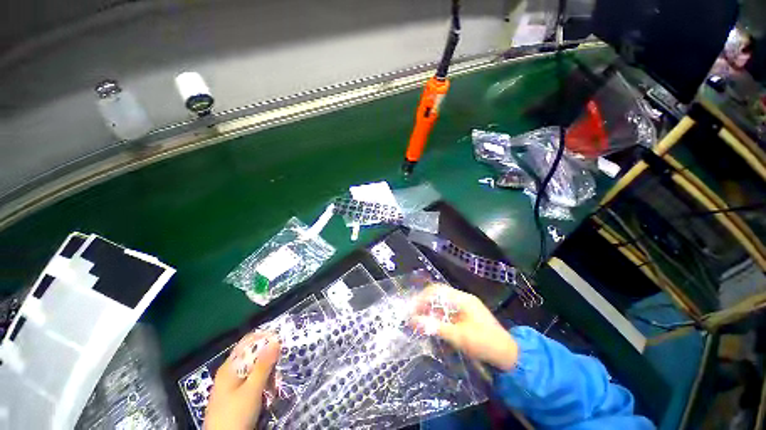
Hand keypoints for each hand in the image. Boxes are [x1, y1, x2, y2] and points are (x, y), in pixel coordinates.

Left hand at [204, 332, 280, 429]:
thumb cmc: (235, 415)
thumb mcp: (252, 390)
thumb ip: (263, 366)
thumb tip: (275, 341)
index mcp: (229, 367)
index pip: (247, 342)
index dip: (263, 337)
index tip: (280, 338)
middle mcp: (228, 373)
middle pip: (250, 356)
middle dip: (267, 354)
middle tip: (282, 356)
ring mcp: (230, 386)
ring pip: (252, 369)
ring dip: (266, 369)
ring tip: (278, 374)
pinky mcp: (234, 397)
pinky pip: (250, 381)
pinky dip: (261, 380)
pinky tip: (269, 386)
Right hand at [410, 284, 517, 370]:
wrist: (509, 355)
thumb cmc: (484, 343)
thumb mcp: (459, 336)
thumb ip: (435, 327)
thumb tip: (413, 320)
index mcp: (462, 299)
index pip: (437, 291)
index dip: (422, 298)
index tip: (411, 310)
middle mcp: (463, 298)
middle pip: (438, 295)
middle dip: (424, 303)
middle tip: (413, 315)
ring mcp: (465, 306)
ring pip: (442, 303)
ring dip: (430, 310)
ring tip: (419, 320)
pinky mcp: (466, 315)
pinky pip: (448, 311)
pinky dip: (438, 316)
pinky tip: (432, 324)